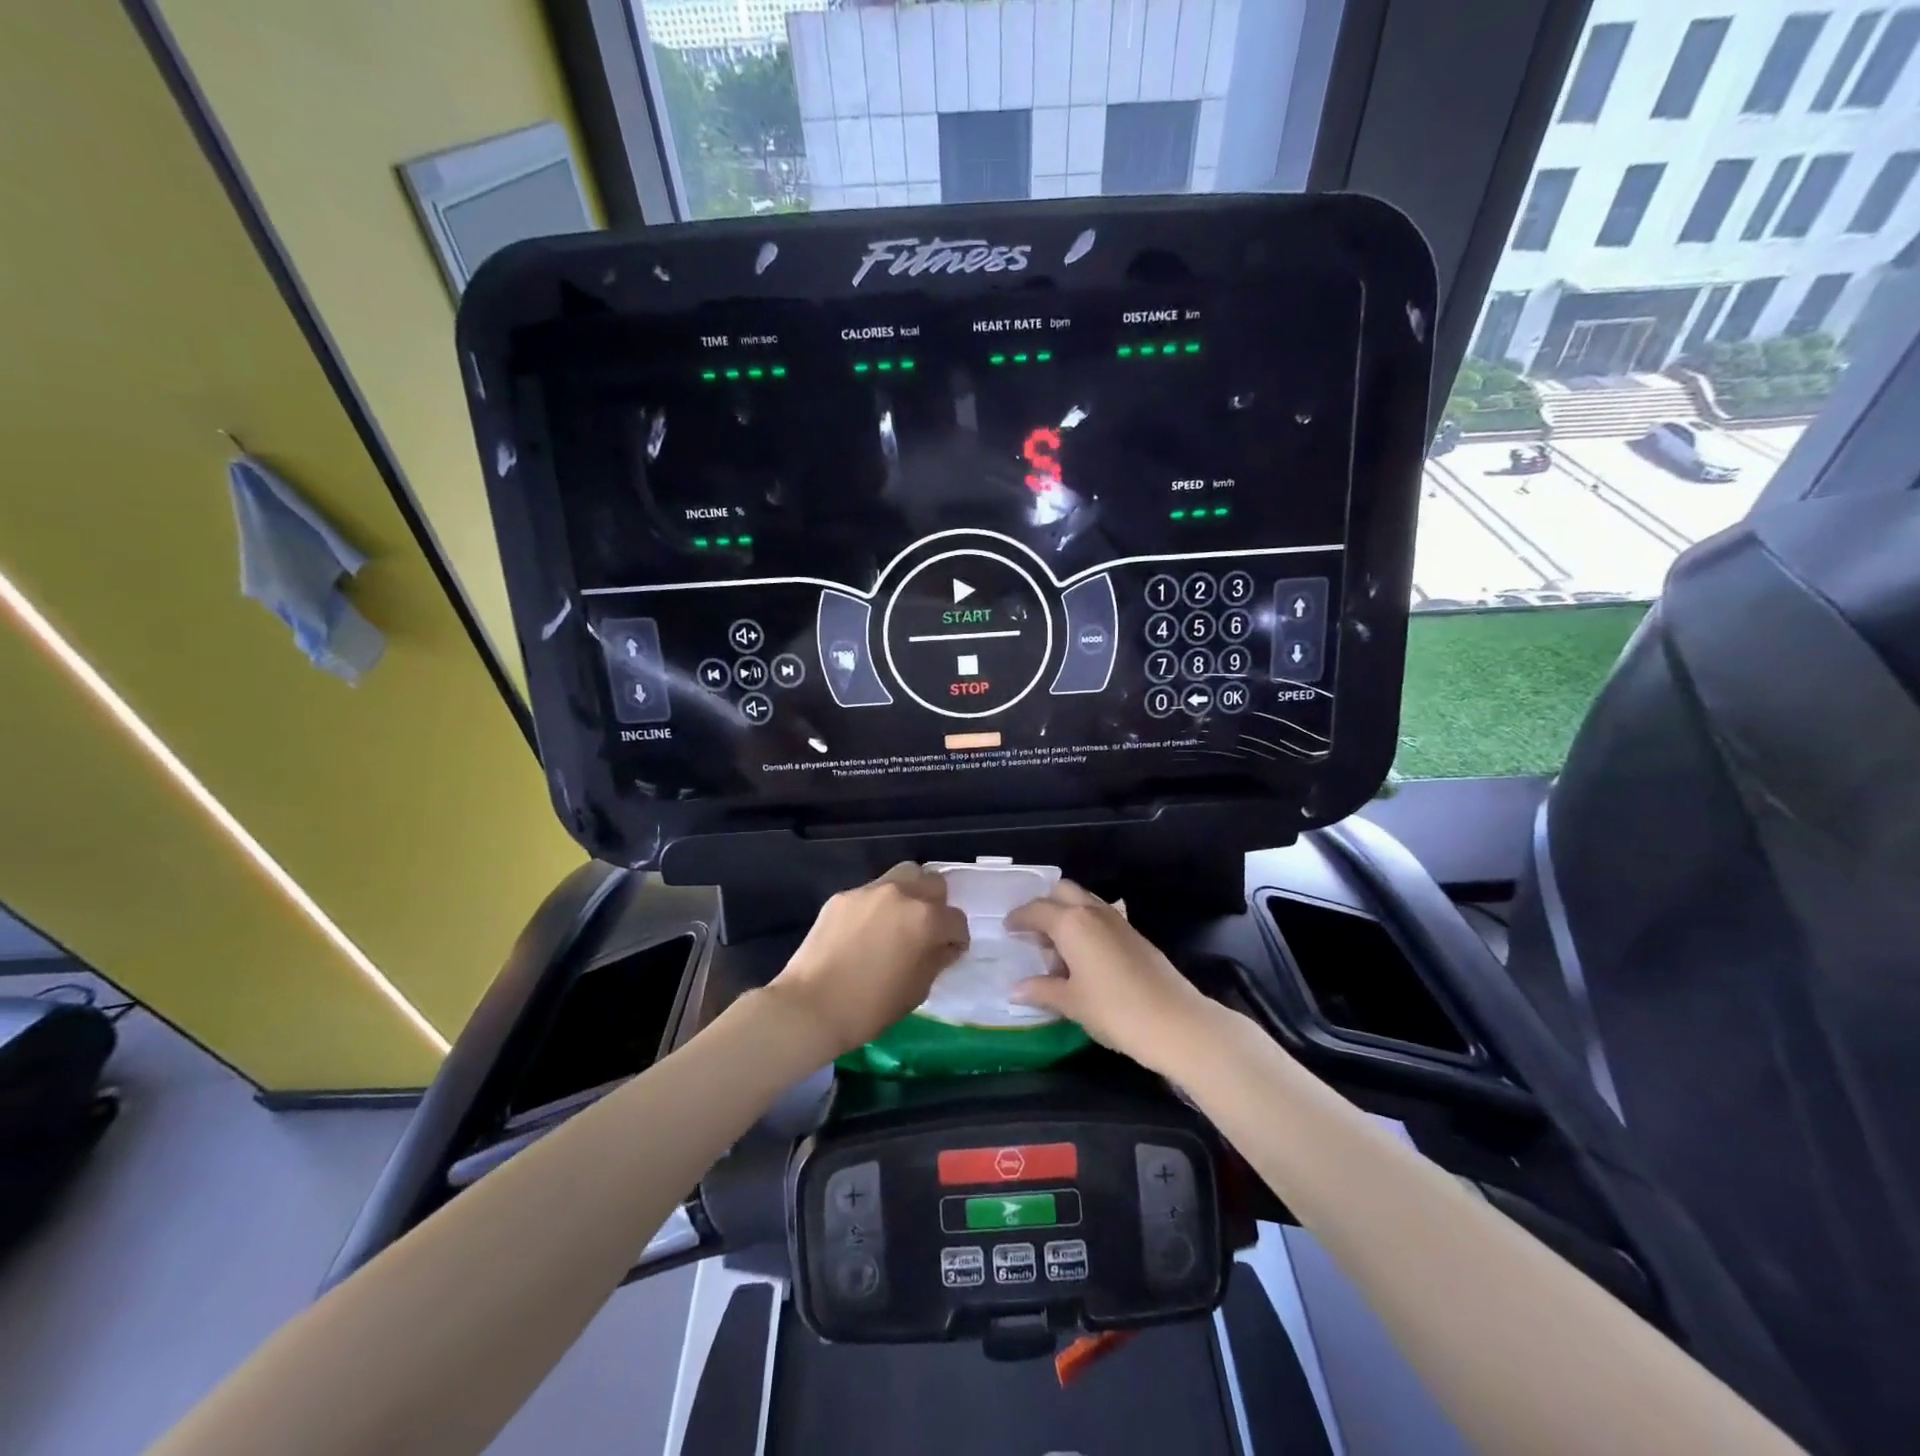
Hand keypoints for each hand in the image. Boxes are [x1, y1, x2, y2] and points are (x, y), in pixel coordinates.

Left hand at [765, 863, 968, 1058]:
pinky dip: (876, 906)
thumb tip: (944, 945)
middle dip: (937, 905)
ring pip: (902, 876)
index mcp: (926, 919)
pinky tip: (864, 932)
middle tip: (926, 930)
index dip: (957, 939)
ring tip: (898, 922)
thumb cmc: (871, 1007)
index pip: (957, 920)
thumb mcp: (917, 990)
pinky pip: (871, 893)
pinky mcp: (843, 896)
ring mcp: (869, 891)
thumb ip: (937, 959)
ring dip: (909, 894)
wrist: (811, 1007)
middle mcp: (901, 894)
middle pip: (933, 883)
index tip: (949, 952)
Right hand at [1006, 881, 1212, 1075]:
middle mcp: (1093, 912)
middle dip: (1044, 906)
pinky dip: (1085, 928)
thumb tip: (1015, 989)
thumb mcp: (1071, 1003)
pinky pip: (1100, 918)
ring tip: (1057, 951)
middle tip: (1033, 935)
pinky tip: (1083, 959)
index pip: (1036, 910)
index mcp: (1071, 923)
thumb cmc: (1114, 1010)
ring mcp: (1117, 920)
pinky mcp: (1134, 934)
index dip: (1018, 918)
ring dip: (1066, 916)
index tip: (1007, 928)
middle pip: (1062, 892)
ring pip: (1083, 903)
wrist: (1176, 1021)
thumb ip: (1041, 990)